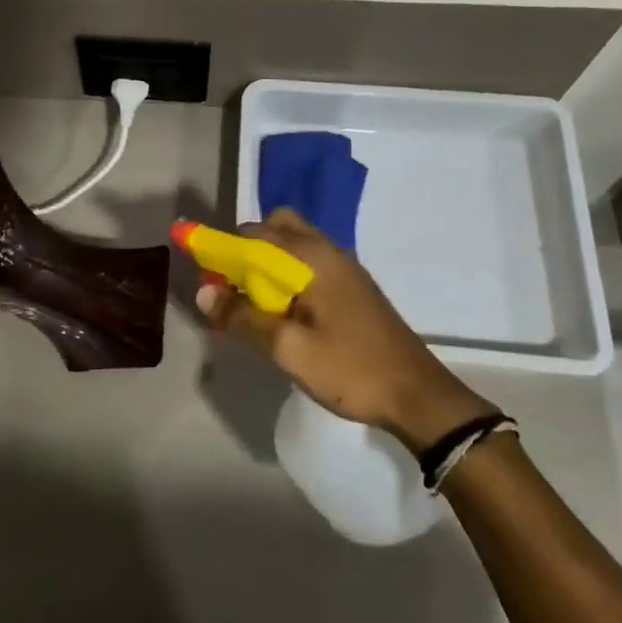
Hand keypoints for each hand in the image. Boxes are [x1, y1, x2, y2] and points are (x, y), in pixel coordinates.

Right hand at [198, 209, 496, 452]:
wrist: (417, 396)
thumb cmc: (350, 368)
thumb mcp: (288, 348)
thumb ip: (244, 317)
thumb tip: (204, 293)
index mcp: (312, 257)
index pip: (254, 233)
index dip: (223, 247)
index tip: (204, 273)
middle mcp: (328, 251)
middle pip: (277, 227)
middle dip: (248, 249)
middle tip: (234, 287)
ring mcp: (344, 268)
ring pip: (294, 245)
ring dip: (267, 263)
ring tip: (253, 304)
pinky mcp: (351, 287)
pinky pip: (308, 264)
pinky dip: (286, 275)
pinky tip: (281, 314)